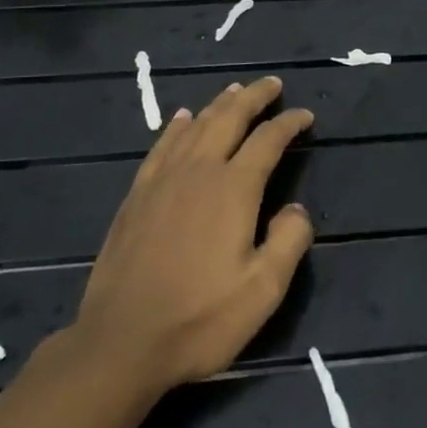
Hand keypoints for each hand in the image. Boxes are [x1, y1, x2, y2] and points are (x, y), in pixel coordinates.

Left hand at [58, 76, 314, 402]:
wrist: (121, 343)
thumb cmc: (200, 319)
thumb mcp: (262, 290)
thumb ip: (289, 242)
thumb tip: (296, 209)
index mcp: (233, 189)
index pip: (267, 140)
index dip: (289, 123)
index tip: (306, 115)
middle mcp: (198, 172)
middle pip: (229, 118)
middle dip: (254, 97)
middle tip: (272, 84)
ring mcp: (162, 181)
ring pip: (195, 127)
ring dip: (218, 105)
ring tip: (235, 91)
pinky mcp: (136, 197)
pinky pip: (161, 147)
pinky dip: (176, 127)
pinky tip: (182, 119)